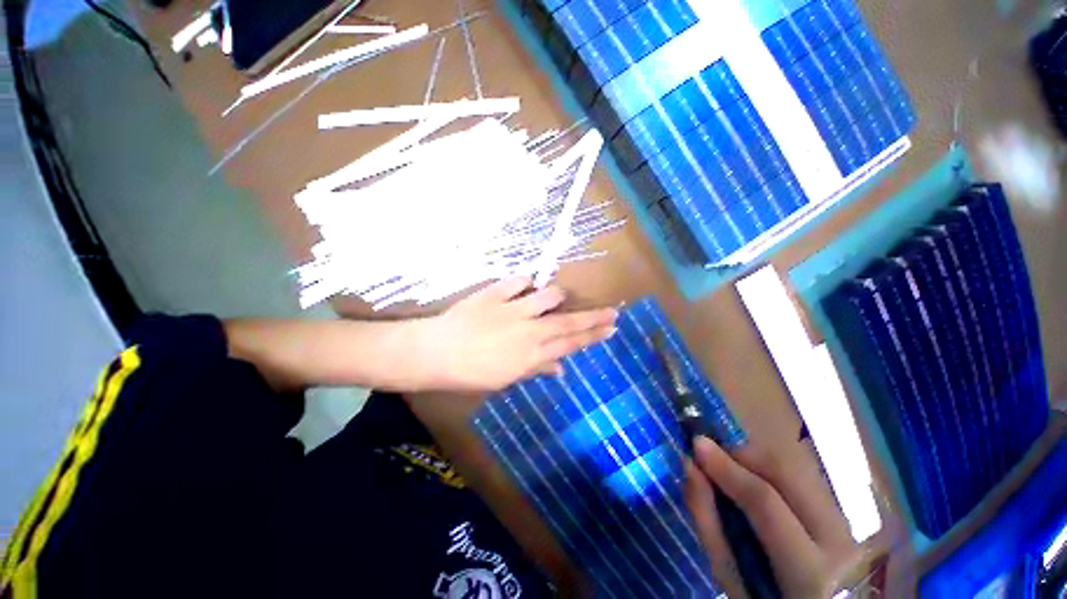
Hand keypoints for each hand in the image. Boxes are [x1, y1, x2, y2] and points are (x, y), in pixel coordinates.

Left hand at [415, 277, 617, 391]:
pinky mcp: (495, 293)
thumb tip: (560, 369)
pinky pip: (519, 282)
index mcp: (531, 354)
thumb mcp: (505, 378)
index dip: (593, 336)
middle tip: (613, 312)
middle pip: (569, 321)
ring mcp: (513, 309)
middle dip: (594, 317)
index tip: (611, 328)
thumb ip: (535, 370)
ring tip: (556, 297)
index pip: (571, 343)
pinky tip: (525, 286)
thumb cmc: (470, 373)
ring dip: (556, 296)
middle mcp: (529, 330)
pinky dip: (525, 283)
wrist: (435, 353)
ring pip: (548, 296)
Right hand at [684, 437, 855, 597]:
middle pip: (784, 474)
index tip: (696, 444)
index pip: (764, 502)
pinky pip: (797, 477)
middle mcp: (836, 541)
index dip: (726, 468)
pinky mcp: (841, 514)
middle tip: (710, 455)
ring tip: (728, 469)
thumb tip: (689, 465)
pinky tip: (752, 480)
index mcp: (807, 570)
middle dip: (740, 455)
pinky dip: (766, 469)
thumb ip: (707, 519)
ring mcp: (844, 525)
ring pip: (792, 469)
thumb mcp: (728, 574)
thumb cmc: (761, 598)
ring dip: (752, 459)